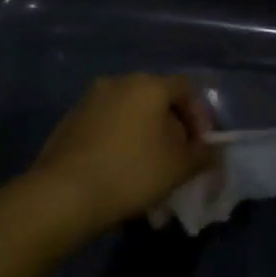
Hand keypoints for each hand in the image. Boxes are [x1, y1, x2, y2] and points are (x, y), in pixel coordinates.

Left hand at [31, 75, 210, 232]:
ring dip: (145, 133)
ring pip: (130, 112)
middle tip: (178, 156)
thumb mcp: (180, 167)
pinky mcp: (70, 120)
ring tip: (149, 166)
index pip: (186, 89)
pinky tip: (120, 169)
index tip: (202, 145)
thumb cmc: (132, 173)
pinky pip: (107, 124)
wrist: (63, 194)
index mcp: (149, 85)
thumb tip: (212, 150)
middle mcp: (118, 82)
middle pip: (157, 98)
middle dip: (172, 125)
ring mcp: (90, 99)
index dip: (200, 115)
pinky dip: (120, 139)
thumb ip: (203, 154)